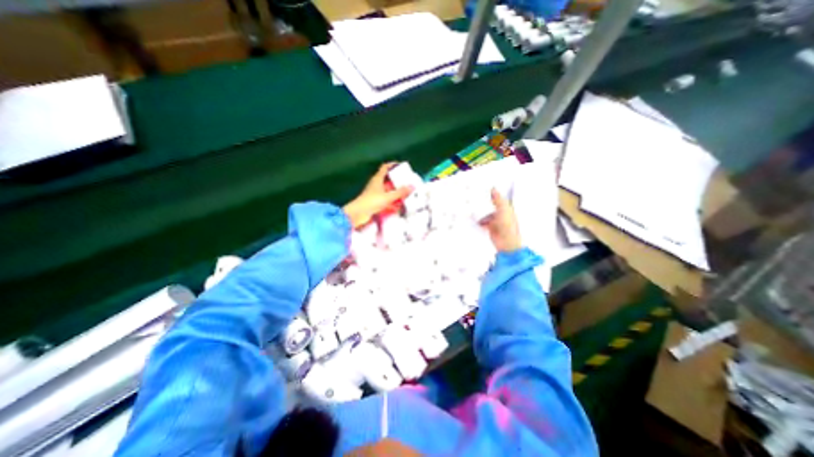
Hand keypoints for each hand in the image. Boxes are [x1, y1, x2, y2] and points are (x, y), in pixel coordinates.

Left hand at [342, 163, 413, 228]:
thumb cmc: (372, 201)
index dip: (392, 165)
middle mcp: (376, 184)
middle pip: (387, 179)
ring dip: (395, 191)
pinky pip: (386, 199)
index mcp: (377, 179)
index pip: (385, 168)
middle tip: (407, 182)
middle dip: (397, 180)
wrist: (358, 213)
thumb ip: (400, 192)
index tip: (401, 165)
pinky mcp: (375, 202)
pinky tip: (399, 205)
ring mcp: (375, 193)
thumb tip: (412, 186)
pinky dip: (392, 200)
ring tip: (406, 193)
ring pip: (387, 190)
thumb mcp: (388, 197)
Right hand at [478, 188, 524, 253]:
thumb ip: (498, 199)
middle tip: (476, 194)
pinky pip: (482, 221)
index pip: (500, 198)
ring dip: (480, 210)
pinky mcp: (490, 227)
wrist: (506, 242)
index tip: (486, 187)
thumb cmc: (508, 226)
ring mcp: (495, 221)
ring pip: (486, 213)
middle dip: (485, 201)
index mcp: (507, 208)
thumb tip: (494, 189)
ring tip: (472, 204)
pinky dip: (478, 219)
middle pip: (492, 205)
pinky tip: (472, 216)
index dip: (494, 193)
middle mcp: (501, 213)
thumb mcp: (504, 210)